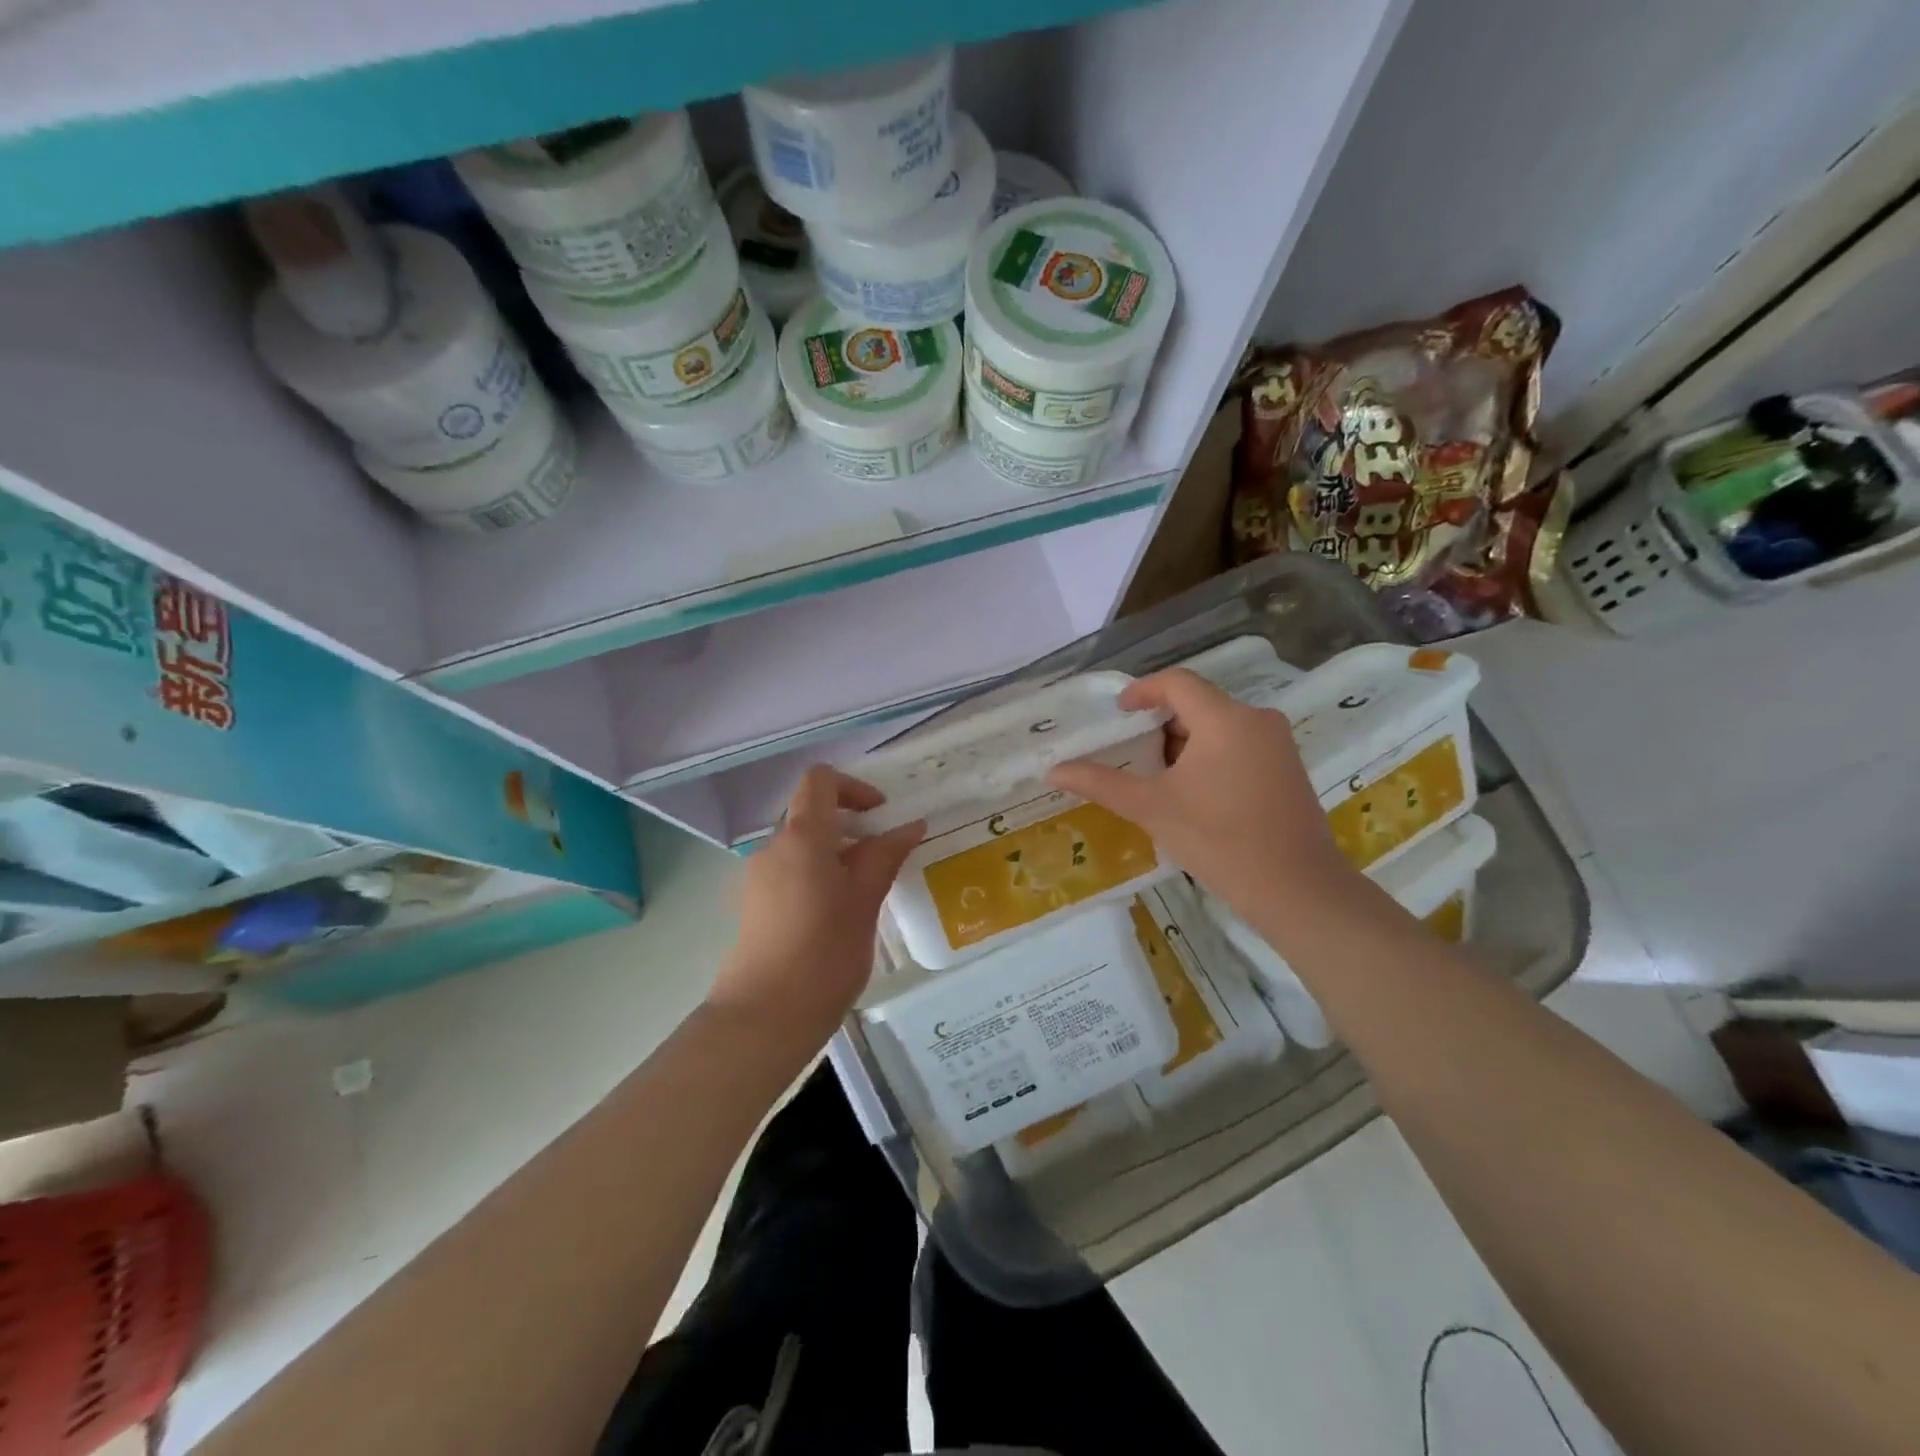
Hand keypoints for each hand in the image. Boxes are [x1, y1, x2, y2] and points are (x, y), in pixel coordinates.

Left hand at [708, 766, 923, 1052]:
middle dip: (850, 825)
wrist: (764, 1017)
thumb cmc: (824, 953)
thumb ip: (885, 856)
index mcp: (802, 836)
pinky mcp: (755, 905)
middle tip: (884, 855)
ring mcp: (759, 877)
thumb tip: (909, 825)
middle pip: (810, 812)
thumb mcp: (865, 900)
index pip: (820, 781)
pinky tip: (839, 915)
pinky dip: (818, 876)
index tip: (880, 815)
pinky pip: (790, 872)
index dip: (853, 787)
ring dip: (836, 854)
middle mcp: (774, 847)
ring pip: (802, 846)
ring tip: (867, 891)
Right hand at [1048, 668, 1354, 927]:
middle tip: (1132, 755)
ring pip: (1219, 727)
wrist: (1295, 889)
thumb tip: (1053, 770)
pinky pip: (1240, 745)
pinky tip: (1194, 794)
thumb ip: (1101, 783)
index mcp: (1225, 719)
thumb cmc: (1218, 840)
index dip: (1142, 691)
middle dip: (1160, 726)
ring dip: (1184, 744)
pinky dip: (1210, 757)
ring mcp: (1278, 744)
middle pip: (1198, 705)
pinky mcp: (1288, 768)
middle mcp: (1257, 719)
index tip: (1118, 713)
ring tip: (1158, 779)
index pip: (1177, 682)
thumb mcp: (1152, 808)